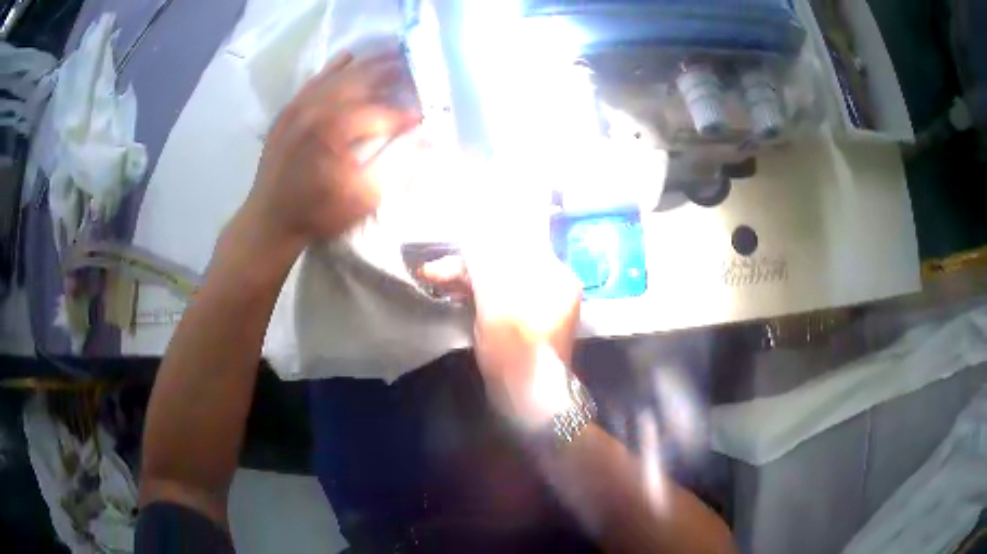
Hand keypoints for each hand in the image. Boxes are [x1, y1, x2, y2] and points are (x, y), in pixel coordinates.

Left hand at [241, 50, 421, 247]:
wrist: (269, 219)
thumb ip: (395, 164)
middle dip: (392, 72)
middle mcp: (318, 107)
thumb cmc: (317, 212)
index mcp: (337, 128)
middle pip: (363, 79)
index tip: (424, 117)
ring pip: (340, 74)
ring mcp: (300, 105)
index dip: (406, 114)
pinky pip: (315, 79)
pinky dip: (334, 67)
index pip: (382, 113)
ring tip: (391, 53)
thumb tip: (426, 140)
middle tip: (415, 66)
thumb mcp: (362, 197)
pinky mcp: (289, 109)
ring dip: (368, 63)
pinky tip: (348, 56)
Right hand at [422, 245, 583, 429]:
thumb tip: (472, 239)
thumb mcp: (497, 303)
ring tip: (434, 279)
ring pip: (497, 282)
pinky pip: (498, 299)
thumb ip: (485, 266)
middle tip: (433, 272)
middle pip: (504, 263)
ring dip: (466, 280)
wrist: (529, 402)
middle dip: (468, 265)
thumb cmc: (516, 351)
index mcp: (554, 276)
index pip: (515, 245)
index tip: (451, 251)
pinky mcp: (523, 324)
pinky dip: (475, 297)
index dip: (480, 244)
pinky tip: (451, 296)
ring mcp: (537, 306)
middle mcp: (550, 287)